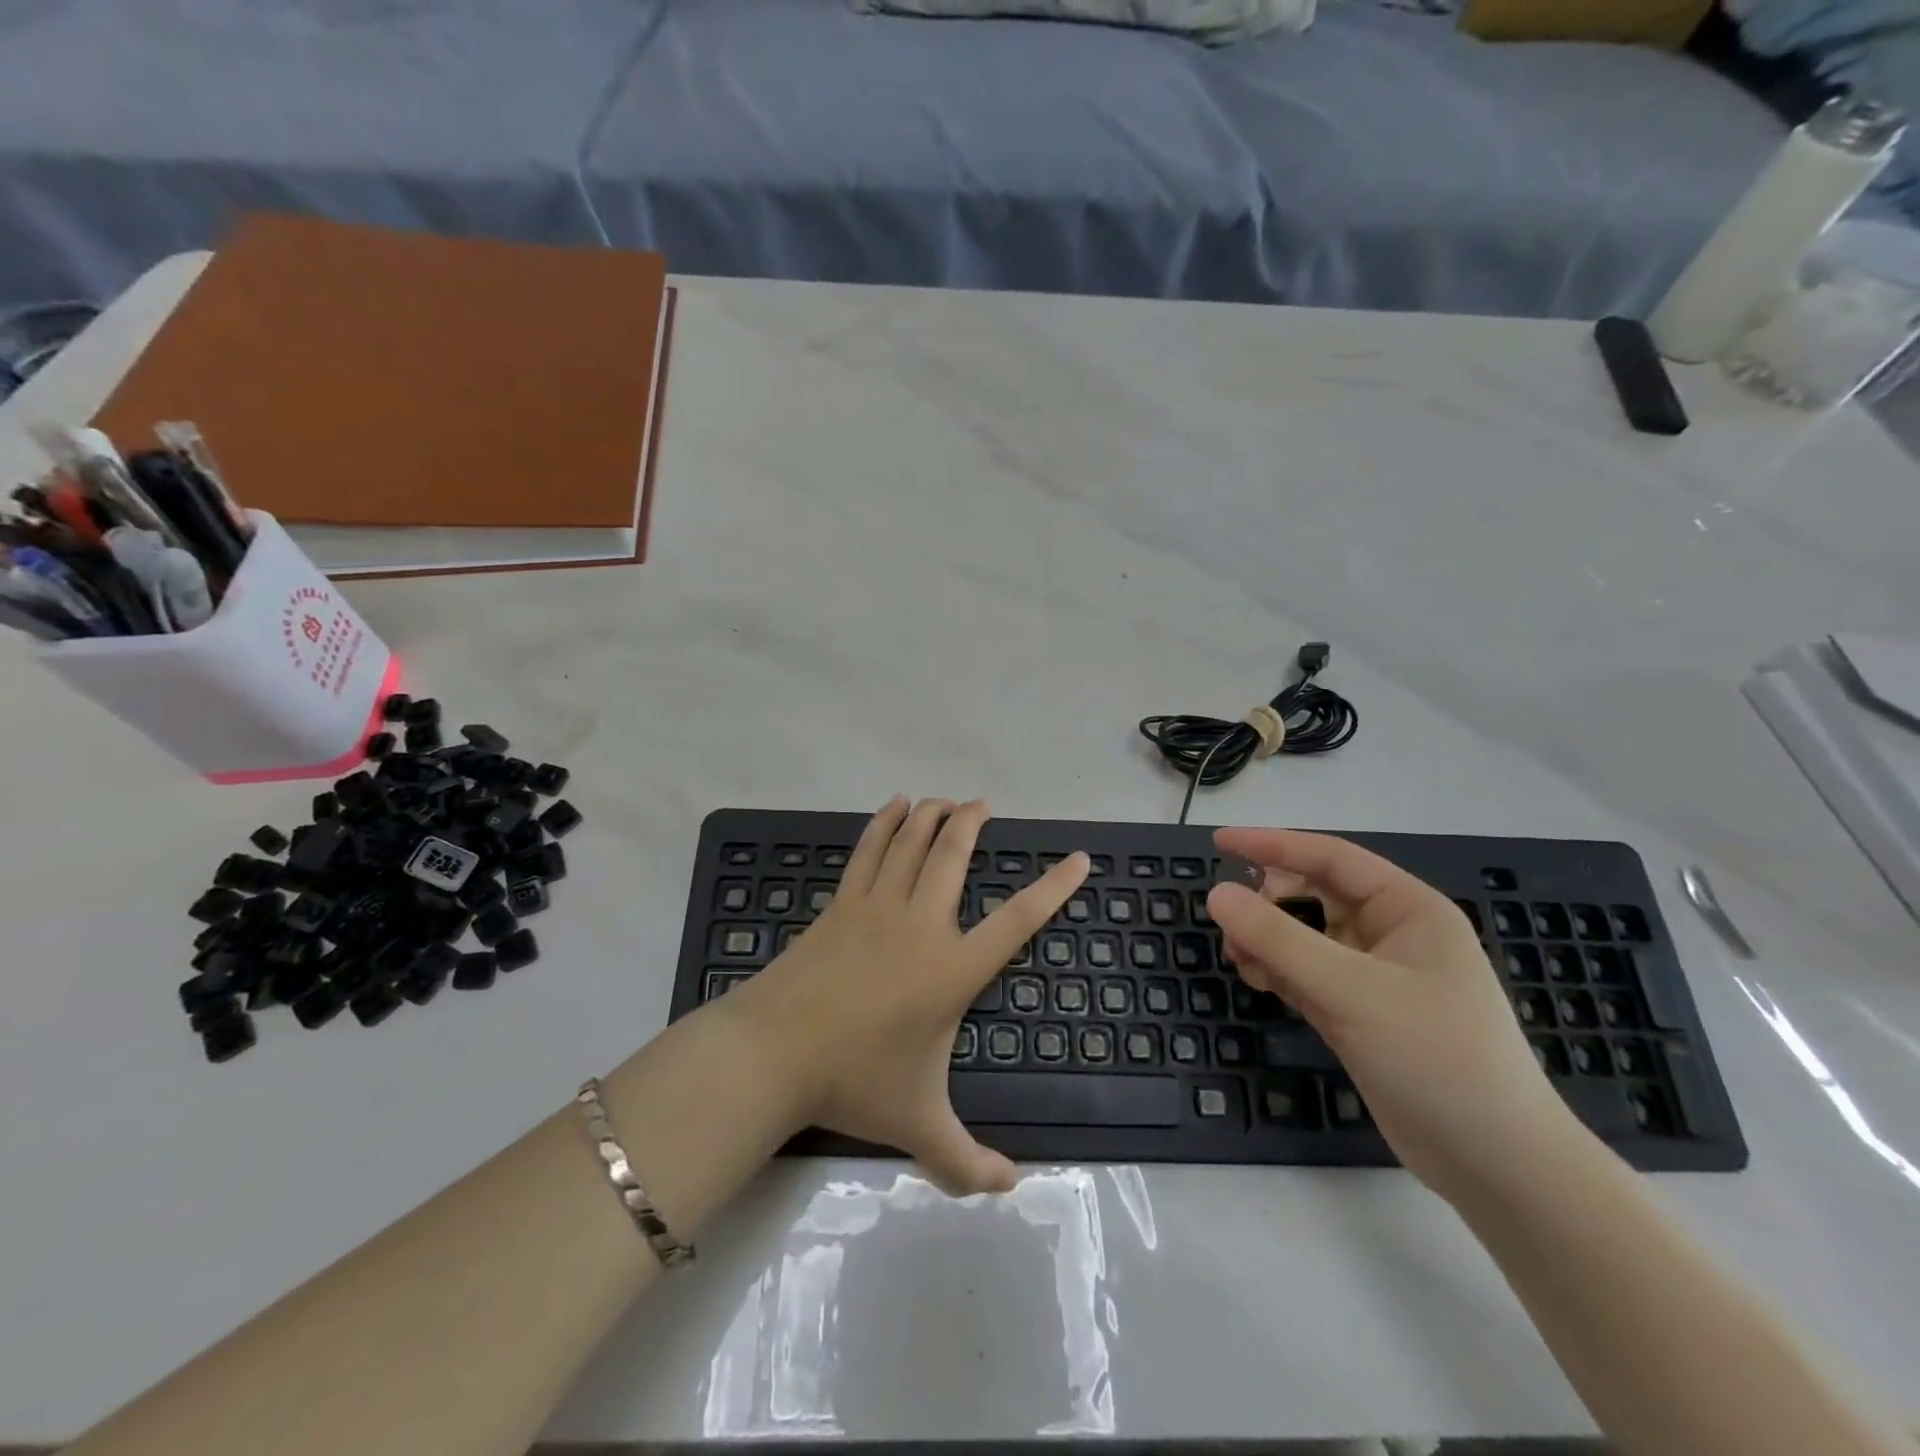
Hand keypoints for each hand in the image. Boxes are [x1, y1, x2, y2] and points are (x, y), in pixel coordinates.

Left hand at [725, 796, 1087, 1195]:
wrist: (773, 1053)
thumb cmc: (853, 1082)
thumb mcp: (919, 1126)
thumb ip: (967, 1161)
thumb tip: (1012, 1188)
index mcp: (952, 970)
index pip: (1016, 921)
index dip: (1052, 888)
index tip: (1077, 859)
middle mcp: (920, 925)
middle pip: (953, 857)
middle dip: (972, 824)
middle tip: (984, 805)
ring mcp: (876, 907)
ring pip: (912, 845)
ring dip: (931, 816)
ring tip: (946, 800)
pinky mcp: (841, 904)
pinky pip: (869, 852)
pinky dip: (884, 824)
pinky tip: (894, 806)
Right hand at [1207, 827, 1586, 1201]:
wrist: (1495, 1165)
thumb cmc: (1436, 1058)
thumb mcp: (1351, 991)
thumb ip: (1279, 939)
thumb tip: (1217, 893)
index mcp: (1408, 909)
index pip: (1329, 858)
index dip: (1272, 845)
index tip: (1219, 842)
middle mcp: (1391, 933)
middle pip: (1312, 896)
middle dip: (1268, 905)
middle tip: (1231, 928)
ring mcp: (1374, 975)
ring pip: (1304, 936)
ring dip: (1268, 941)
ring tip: (1242, 962)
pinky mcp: (1359, 1012)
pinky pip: (1305, 973)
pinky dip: (1278, 971)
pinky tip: (1259, 982)